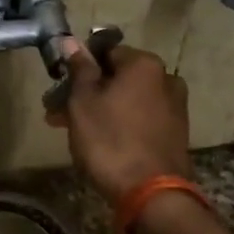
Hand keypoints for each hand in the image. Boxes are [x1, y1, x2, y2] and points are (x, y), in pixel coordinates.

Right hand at [46, 38, 192, 202]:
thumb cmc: (110, 140)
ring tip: (75, 133)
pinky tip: (100, 143)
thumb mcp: (83, 101)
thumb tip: (71, 40)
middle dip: (87, 93)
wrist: (151, 193)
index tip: (59, 88)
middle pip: (117, 78)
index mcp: (144, 64)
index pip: (105, 52)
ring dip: (101, 110)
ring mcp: (174, 108)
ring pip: (127, 100)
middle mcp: (166, 79)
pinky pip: (140, 119)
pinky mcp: (175, 134)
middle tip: (58, 114)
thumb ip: (79, 69)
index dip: (79, 68)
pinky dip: (120, 125)